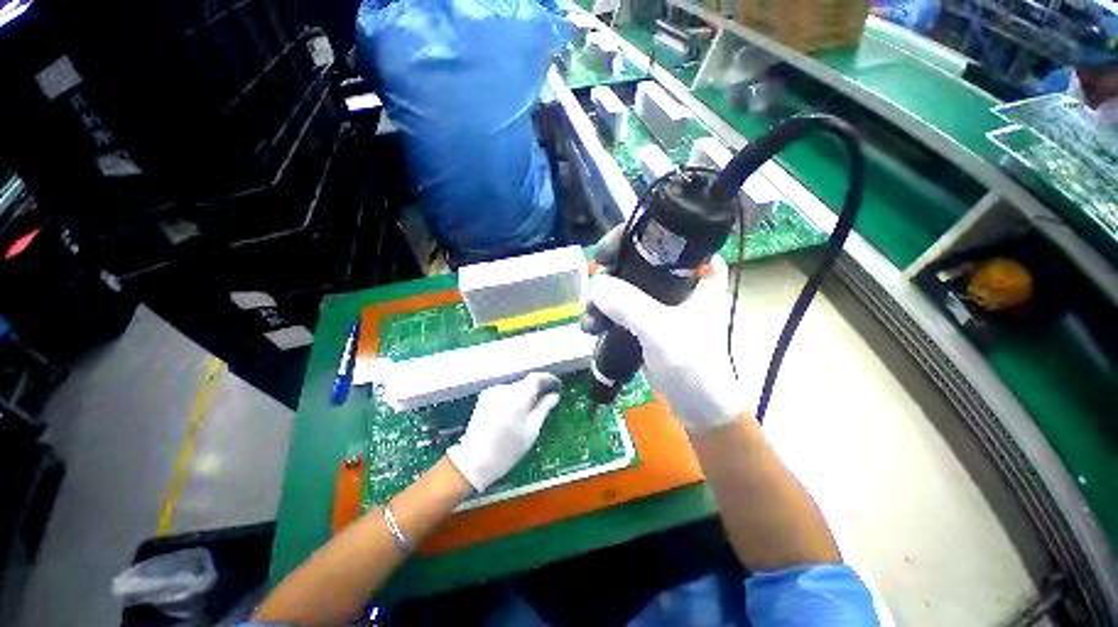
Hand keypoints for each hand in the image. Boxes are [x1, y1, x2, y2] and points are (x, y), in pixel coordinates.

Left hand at [447, 373, 562, 491]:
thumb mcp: (532, 429)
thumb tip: (554, 395)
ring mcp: (492, 392)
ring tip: (530, 409)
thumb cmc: (508, 448)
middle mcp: (505, 388)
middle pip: (525, 382)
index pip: (536, 377)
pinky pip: (504, 393)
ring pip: (514, 388)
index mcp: (518, 394)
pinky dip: (512, 398)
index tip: (557, 385)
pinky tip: (514, 412)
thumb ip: (544, 408)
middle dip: (536, 388)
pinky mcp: (484, 398)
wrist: (474, 461)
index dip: (549, 378)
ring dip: (524, 394)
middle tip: (546, 399)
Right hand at [584, 226, 745, 430]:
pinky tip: (592, 327)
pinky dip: (607, 313)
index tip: (609, 252)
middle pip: (639, 261)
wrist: (698, 407)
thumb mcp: (661, 330)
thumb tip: (595, 284)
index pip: (666, 237)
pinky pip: (624, 307)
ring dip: (604, 298)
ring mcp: (664, 302)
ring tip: (589, 319)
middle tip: (593, 285)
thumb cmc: (692, 365)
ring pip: (627, 286)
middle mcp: (681, 282)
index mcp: (697, 273)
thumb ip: (628, 305)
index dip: (634, 237)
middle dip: (611, 273)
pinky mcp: (651, 321)